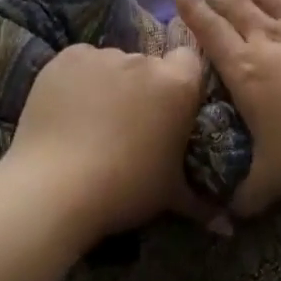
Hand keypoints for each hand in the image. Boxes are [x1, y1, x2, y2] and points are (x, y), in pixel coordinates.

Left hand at [0, 42, 206, 244]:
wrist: (54, 187)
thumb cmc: (124, 189)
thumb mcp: (170, 195)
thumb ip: (200, 199)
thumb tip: (226, 224)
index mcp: (177, 85)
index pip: (189, 61)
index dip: (181, 82)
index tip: (169, 108)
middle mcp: (143, 60)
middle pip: (148, 64)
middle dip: (143, 87)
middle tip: (128, 123)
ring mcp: (102, 55)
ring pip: (113, 64)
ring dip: (109, 83)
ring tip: (91, 120)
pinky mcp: (66, 57)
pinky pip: (81, 63)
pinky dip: (78, 79)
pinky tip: (68, 109)